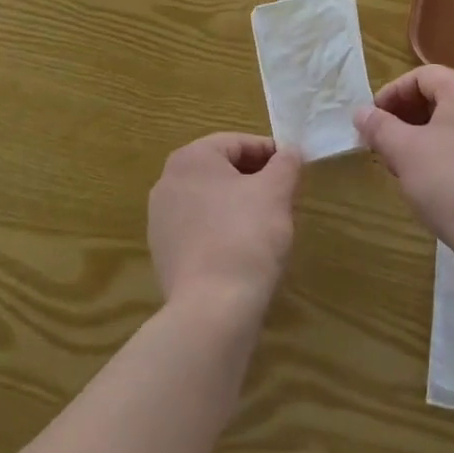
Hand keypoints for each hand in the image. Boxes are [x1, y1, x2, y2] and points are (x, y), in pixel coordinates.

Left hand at [148, 134, 300, 324]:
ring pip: (210, 200)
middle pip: (221, 170)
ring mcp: (161, 219)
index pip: (237, 143)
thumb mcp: (276, 191)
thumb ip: (286, 163)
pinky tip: (244, 252)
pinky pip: (199, 229)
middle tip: (283, 197)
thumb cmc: (246, 236)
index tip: (293, 171)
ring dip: (238, 205)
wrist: (212, 309)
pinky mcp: (163, 253)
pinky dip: (222, 231)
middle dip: (254, 179)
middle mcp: (167, 181)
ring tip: (267, 225)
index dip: (270, 153)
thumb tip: (289, 152)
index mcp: (190, 158)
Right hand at [355, 65, 453, 248]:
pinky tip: (425, 180)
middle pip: (437, 97)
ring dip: (419, 136)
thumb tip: (361, 112)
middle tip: (382, 141)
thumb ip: (379, 126)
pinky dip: (440, 153)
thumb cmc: (448, 182)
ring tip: (399, 163)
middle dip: (404, 116)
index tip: (372, 118)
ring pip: (450, 124)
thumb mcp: (403, 151)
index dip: (392, 92)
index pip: (422, 76)